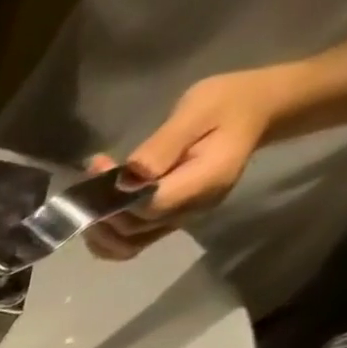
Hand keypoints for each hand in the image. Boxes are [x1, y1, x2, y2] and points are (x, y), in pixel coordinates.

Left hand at [83, 67, 292, 259]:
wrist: (256, 109)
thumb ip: (163, 145)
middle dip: (101, 210)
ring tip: (89, 198)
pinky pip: (129, 241)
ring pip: (125, 245)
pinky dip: (107, 233)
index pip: (148, 208)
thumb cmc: (229, 102)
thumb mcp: (199, 108)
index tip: (101, 168)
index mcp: (204, 183)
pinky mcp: (167, 221)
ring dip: (98, 229)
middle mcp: (191, 211)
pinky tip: (98, 209)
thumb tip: (129, 176)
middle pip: (131, 230)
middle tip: (92, 177)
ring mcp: (178, 220)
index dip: (116, 197)